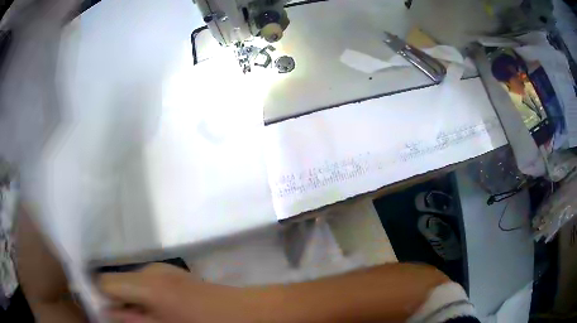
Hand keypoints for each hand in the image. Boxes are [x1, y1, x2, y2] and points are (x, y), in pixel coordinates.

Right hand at [98, 263, 263, 322]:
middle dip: (116, 302)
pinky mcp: (171, 274)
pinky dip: (143, 298)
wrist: (243, 312)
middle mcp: (150, 270)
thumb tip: (106, 312)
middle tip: (125, 321)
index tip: (102, 313)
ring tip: (143, 319)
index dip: (99, 297)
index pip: (105, 282)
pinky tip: (157, 312)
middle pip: (117, 282)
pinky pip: (145, 284)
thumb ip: (132, 321)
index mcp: (146, 283)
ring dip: (130, 301)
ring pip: (130, 283)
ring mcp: (162, 269)